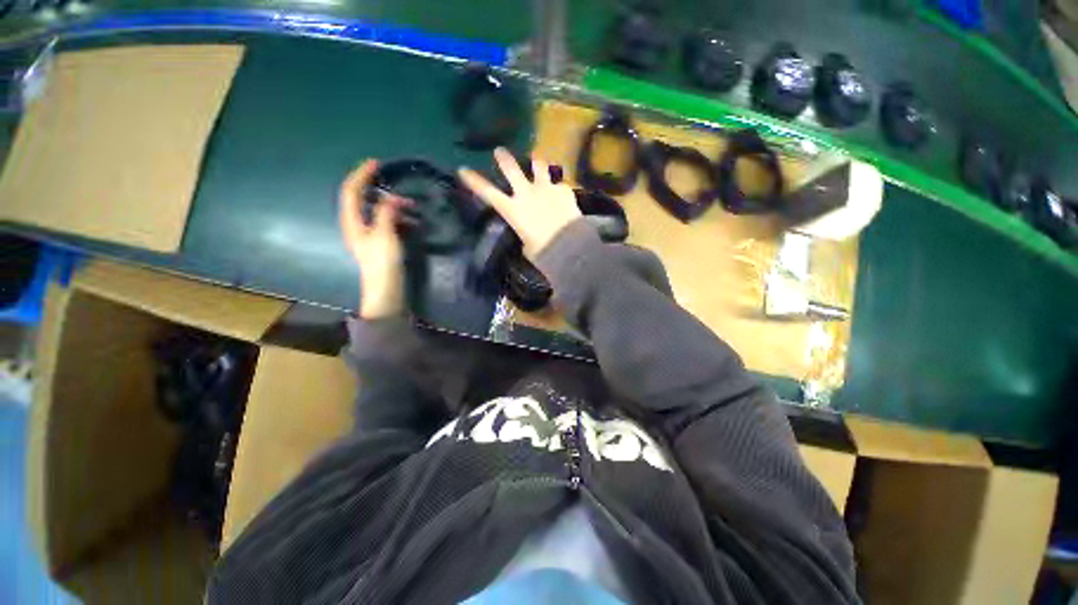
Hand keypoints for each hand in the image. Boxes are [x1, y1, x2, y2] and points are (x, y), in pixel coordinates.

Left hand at [339, 160, 410, 318]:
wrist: (386, 289)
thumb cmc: (382, 262)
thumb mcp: (385, 234)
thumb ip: (387, 212)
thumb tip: (392, 197)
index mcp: (352, 221)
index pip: (351, 191)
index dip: (361, 175)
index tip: (376, 163)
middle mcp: (357, 224)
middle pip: (362, 199)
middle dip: (377, 188)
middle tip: (394, 182)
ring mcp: (368, 234)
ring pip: (376, 211)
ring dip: (391, 204)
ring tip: (411, 205)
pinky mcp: (380, 242)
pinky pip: (386, 222)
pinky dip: (397, 217)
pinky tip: (411, 220)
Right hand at [459, 148, 581, 258]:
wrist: (569, 244)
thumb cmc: (544, 251)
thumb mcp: (528, 247)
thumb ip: (525, 237)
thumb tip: (529, 238)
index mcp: (513, 210)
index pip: (488, 193)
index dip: (474, 181)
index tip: (463, 169)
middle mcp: (527, 194)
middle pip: (512, 169)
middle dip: (504, 159)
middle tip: (500, 151)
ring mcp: (546, 189)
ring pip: (539, 166)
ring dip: (536, 161)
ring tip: (536, 157)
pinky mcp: (563, 190)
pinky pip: (560, 184)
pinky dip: (559, 187)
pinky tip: (562, 192)